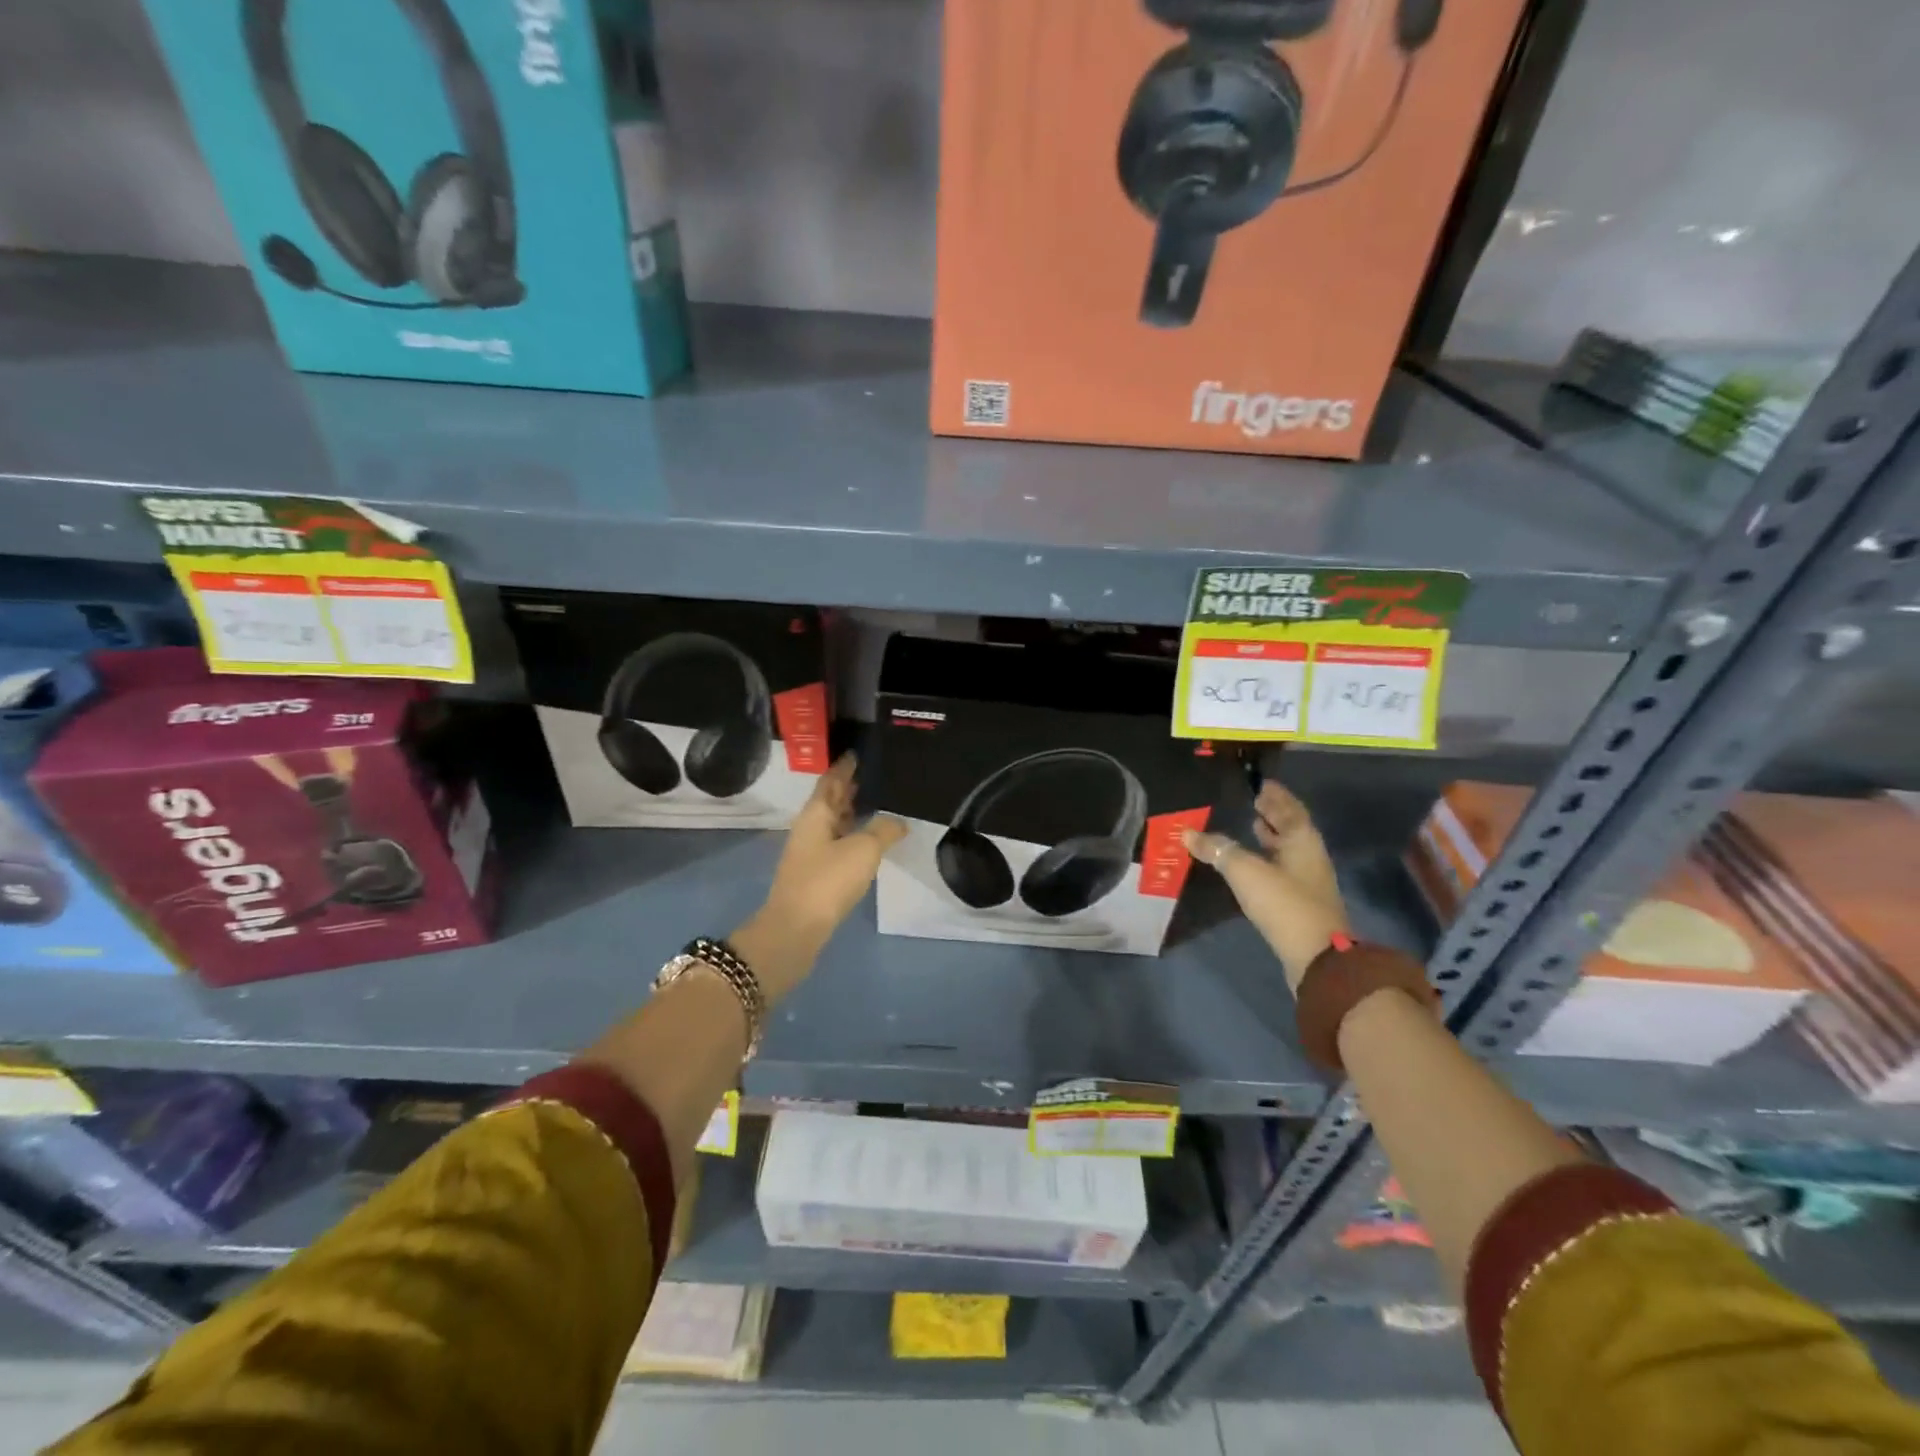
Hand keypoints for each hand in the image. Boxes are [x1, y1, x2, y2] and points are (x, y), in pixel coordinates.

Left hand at [732, 755, 904, 1000]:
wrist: (796, 929)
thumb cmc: (828, 880)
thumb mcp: (863, 850)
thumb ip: (883, 831)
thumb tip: (898, 822)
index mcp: (816, 814)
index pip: (831, 781)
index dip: (844, 767)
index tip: (857, 753)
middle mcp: (810, 828)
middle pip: (830, 801)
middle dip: (848, 787)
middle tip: (873, 774)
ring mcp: (810, 852)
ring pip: (833, 823)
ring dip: (850, 812)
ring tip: (875, 802)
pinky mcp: (816, 874)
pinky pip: (837, 843)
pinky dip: (852, 834)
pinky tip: (868, 840)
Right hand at [1183, 780, 1348, 991]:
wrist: (1318, 958)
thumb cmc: (1284, 904)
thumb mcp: (1245, 872)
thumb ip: (1218, 849)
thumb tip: (1188, 833)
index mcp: (1302, 841)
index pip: (1290, 808)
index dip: (1276, 796)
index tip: (1261, 784)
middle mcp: (1309, 856)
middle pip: (1291, 828)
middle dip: (1274, 814)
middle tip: (1253, 801)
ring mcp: (1307, 882)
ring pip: (1287, 850)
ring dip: (1271, 837)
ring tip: (1251, 826)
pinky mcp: (1299, 903)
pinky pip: (1281, 869)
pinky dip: (1267, 859)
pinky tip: (1251, 864)